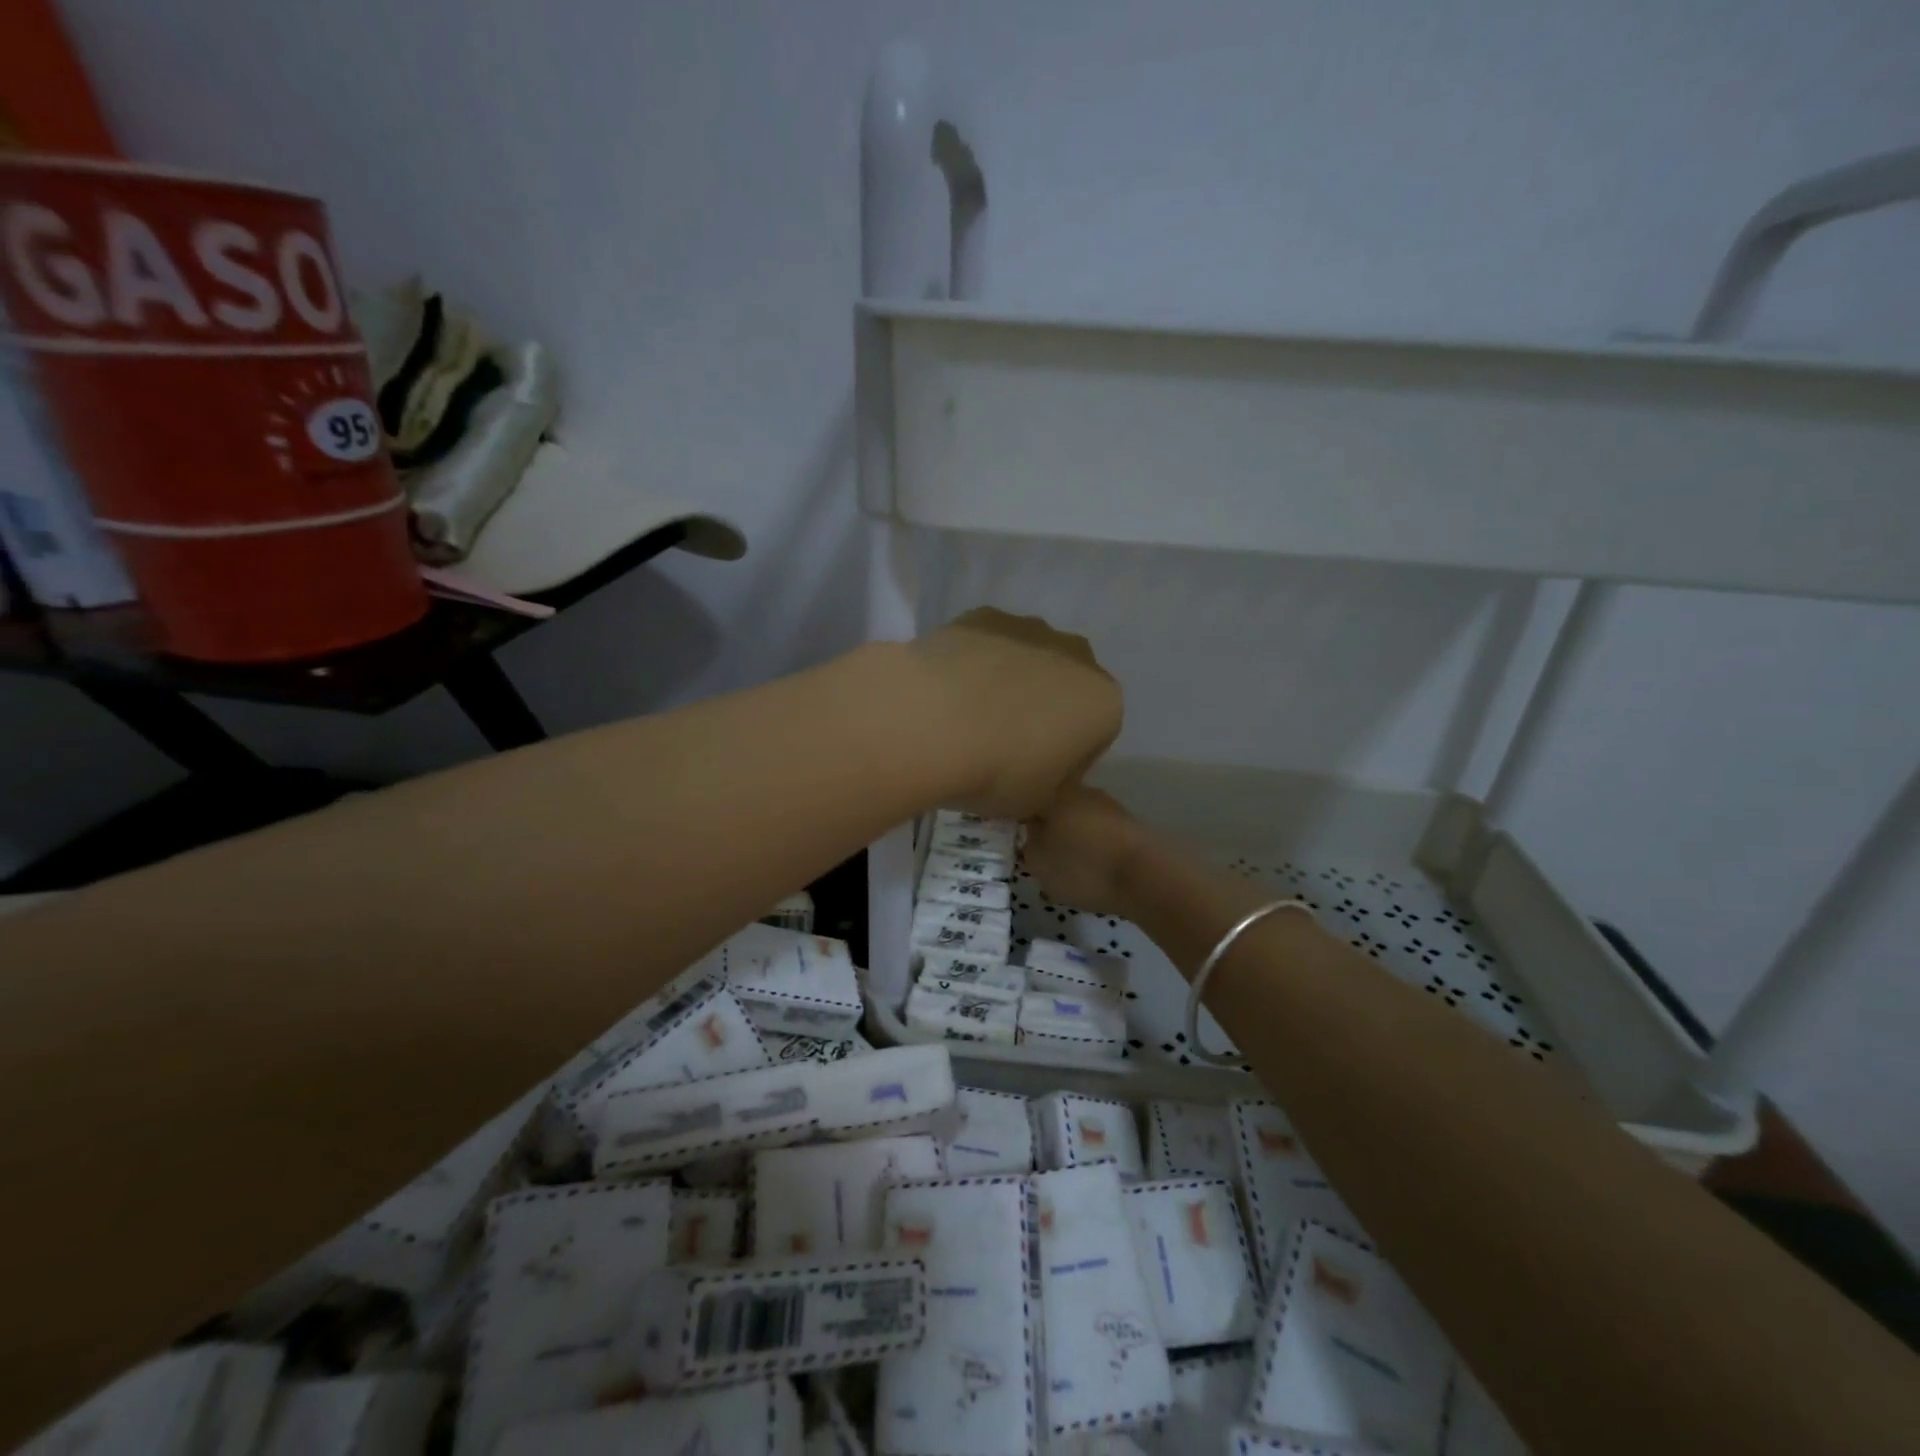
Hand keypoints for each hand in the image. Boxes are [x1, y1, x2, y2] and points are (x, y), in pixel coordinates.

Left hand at [906, 608, 1121, 819]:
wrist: (932, 720)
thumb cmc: (998, 771)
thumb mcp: (1037, 802)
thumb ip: (1055, 789)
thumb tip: (1056, 784)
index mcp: (1103, 703)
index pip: (1094, 737)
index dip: (1064, 760)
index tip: (1033, 776)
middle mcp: (1077, 656)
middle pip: (1065, 688)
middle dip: (1043, 710)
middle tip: (1003, 745)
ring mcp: (1029, 629)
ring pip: (1028, 659)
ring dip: (1010, 682)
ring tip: (968, 717)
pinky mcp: (983, 615)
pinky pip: (988, 644)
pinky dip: (974, 662)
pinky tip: (946, 690)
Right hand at [1022, 785, 1146, 916]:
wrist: (1146, 876)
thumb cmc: (1082, 866)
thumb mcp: (1038, 863)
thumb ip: (1027, 845)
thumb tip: (1029, 833)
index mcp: (1053, 793)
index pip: (1024, 799)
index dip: (1014, 817)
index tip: (1010, 835)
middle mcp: (1080, 790)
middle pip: (1053, 805)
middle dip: (1044, 824)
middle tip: (1035, 851)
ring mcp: (1107, 805)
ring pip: (1076, 817)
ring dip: (1069, 834)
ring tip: (1063, 861)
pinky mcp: (1127, 824)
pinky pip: (1097, 831)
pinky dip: (1090, 844)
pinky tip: (1088, 864)